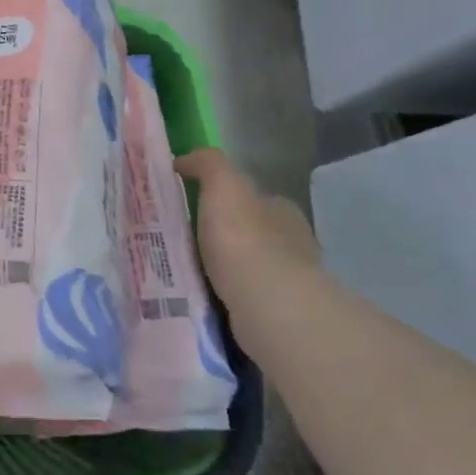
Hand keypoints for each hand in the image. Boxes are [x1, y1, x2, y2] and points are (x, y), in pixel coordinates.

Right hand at [174, 148, 318, 294]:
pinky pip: (243, 297)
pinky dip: (224, 296)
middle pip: (250, 233)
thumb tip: (183, 160)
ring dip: (222, 269)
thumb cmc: (244, 238)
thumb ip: (207, 164)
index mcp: (282, 210)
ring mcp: (287, 282)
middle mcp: (292, 243)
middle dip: (222, 237)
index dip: (225, 200)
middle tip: (184, 242)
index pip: (253, 198)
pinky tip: (202, 298)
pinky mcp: (277, 314)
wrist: (265, 303)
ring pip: (247, 268)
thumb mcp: (222, 184)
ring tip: (186, 272)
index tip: (194, 208)